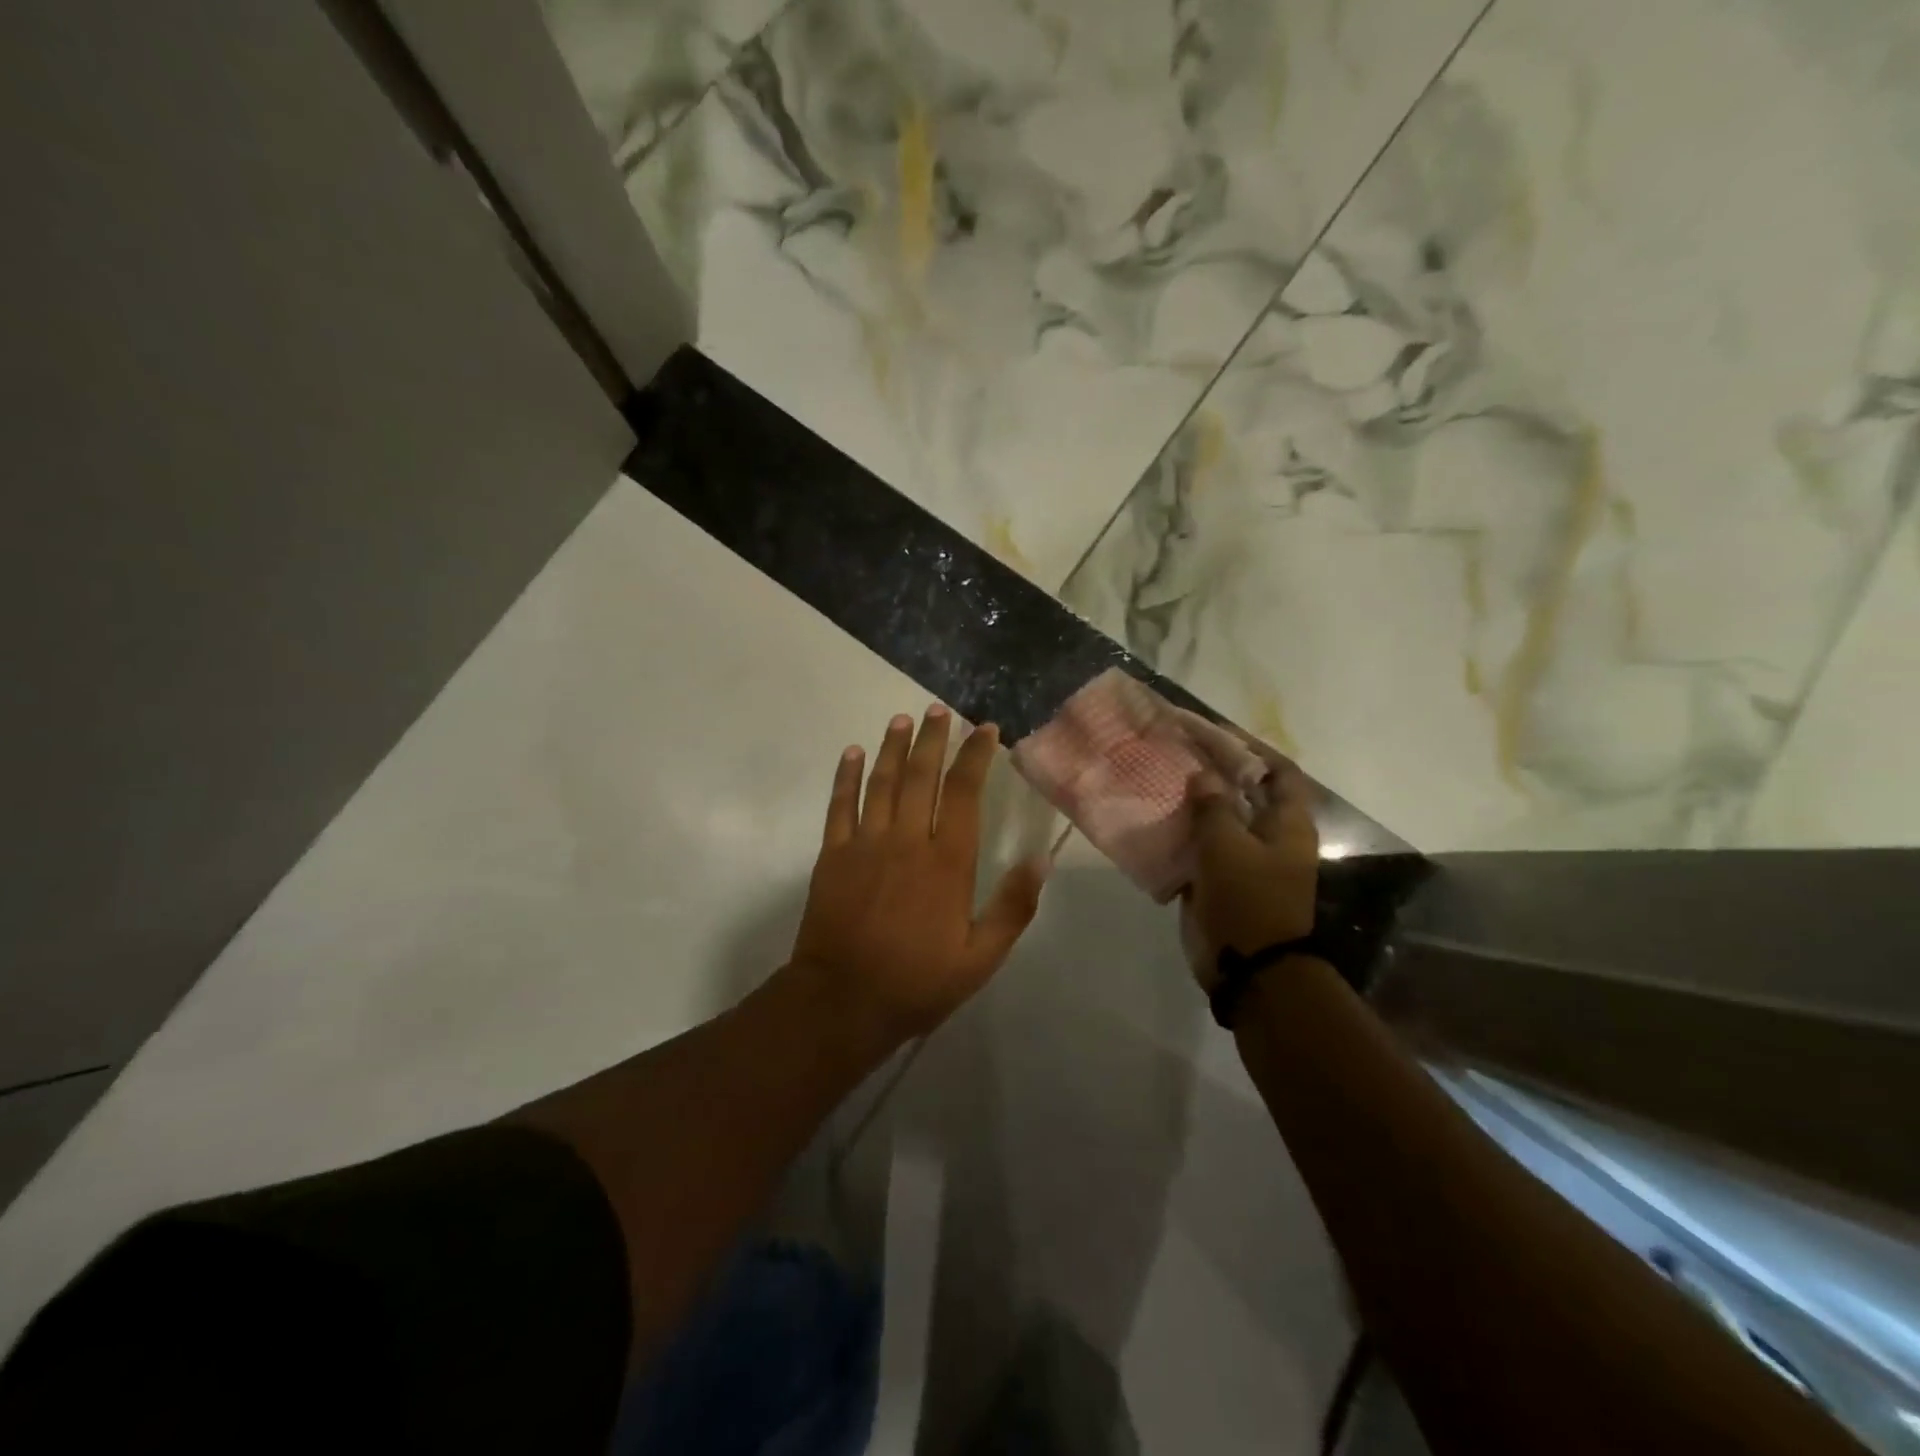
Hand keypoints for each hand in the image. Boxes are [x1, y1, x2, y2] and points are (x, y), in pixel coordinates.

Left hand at [790, 705, 1049, 1042]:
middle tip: (939, 710)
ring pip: (882, 782)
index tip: (985, 729)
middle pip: (922, 776)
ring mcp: (865, 843)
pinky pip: (840, 805)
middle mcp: (907, 840)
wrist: (842, 1000)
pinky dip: (846, 776)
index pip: (964, 793)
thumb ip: (1013, 907)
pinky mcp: (833, 855)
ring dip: (893, 747)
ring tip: (903, 719)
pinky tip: (852, 753)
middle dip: (933, 738)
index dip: (975, 757)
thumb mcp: (980, 958)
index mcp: (947, 862)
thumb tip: (1042, 859)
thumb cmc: (917, 982)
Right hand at [1181, 742, 1318, 991]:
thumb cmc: (1247, 899)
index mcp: (1287, 824)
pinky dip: (1184, 834)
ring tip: (1162, 781)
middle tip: (1180, 754)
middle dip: (1216, 773)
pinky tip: (1156, 821)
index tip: (1216, 734)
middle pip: (1246, 794)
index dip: (1253, 750)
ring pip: (1221, 821)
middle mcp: (1271, 837)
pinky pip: (1203, 848)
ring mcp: (1247, 861)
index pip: (1280, 773)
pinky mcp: (1222, 881)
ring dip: (1196, 804)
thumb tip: (1204, 777)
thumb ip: (1213, 806)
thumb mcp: (1227, 845)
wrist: (1247, 967)